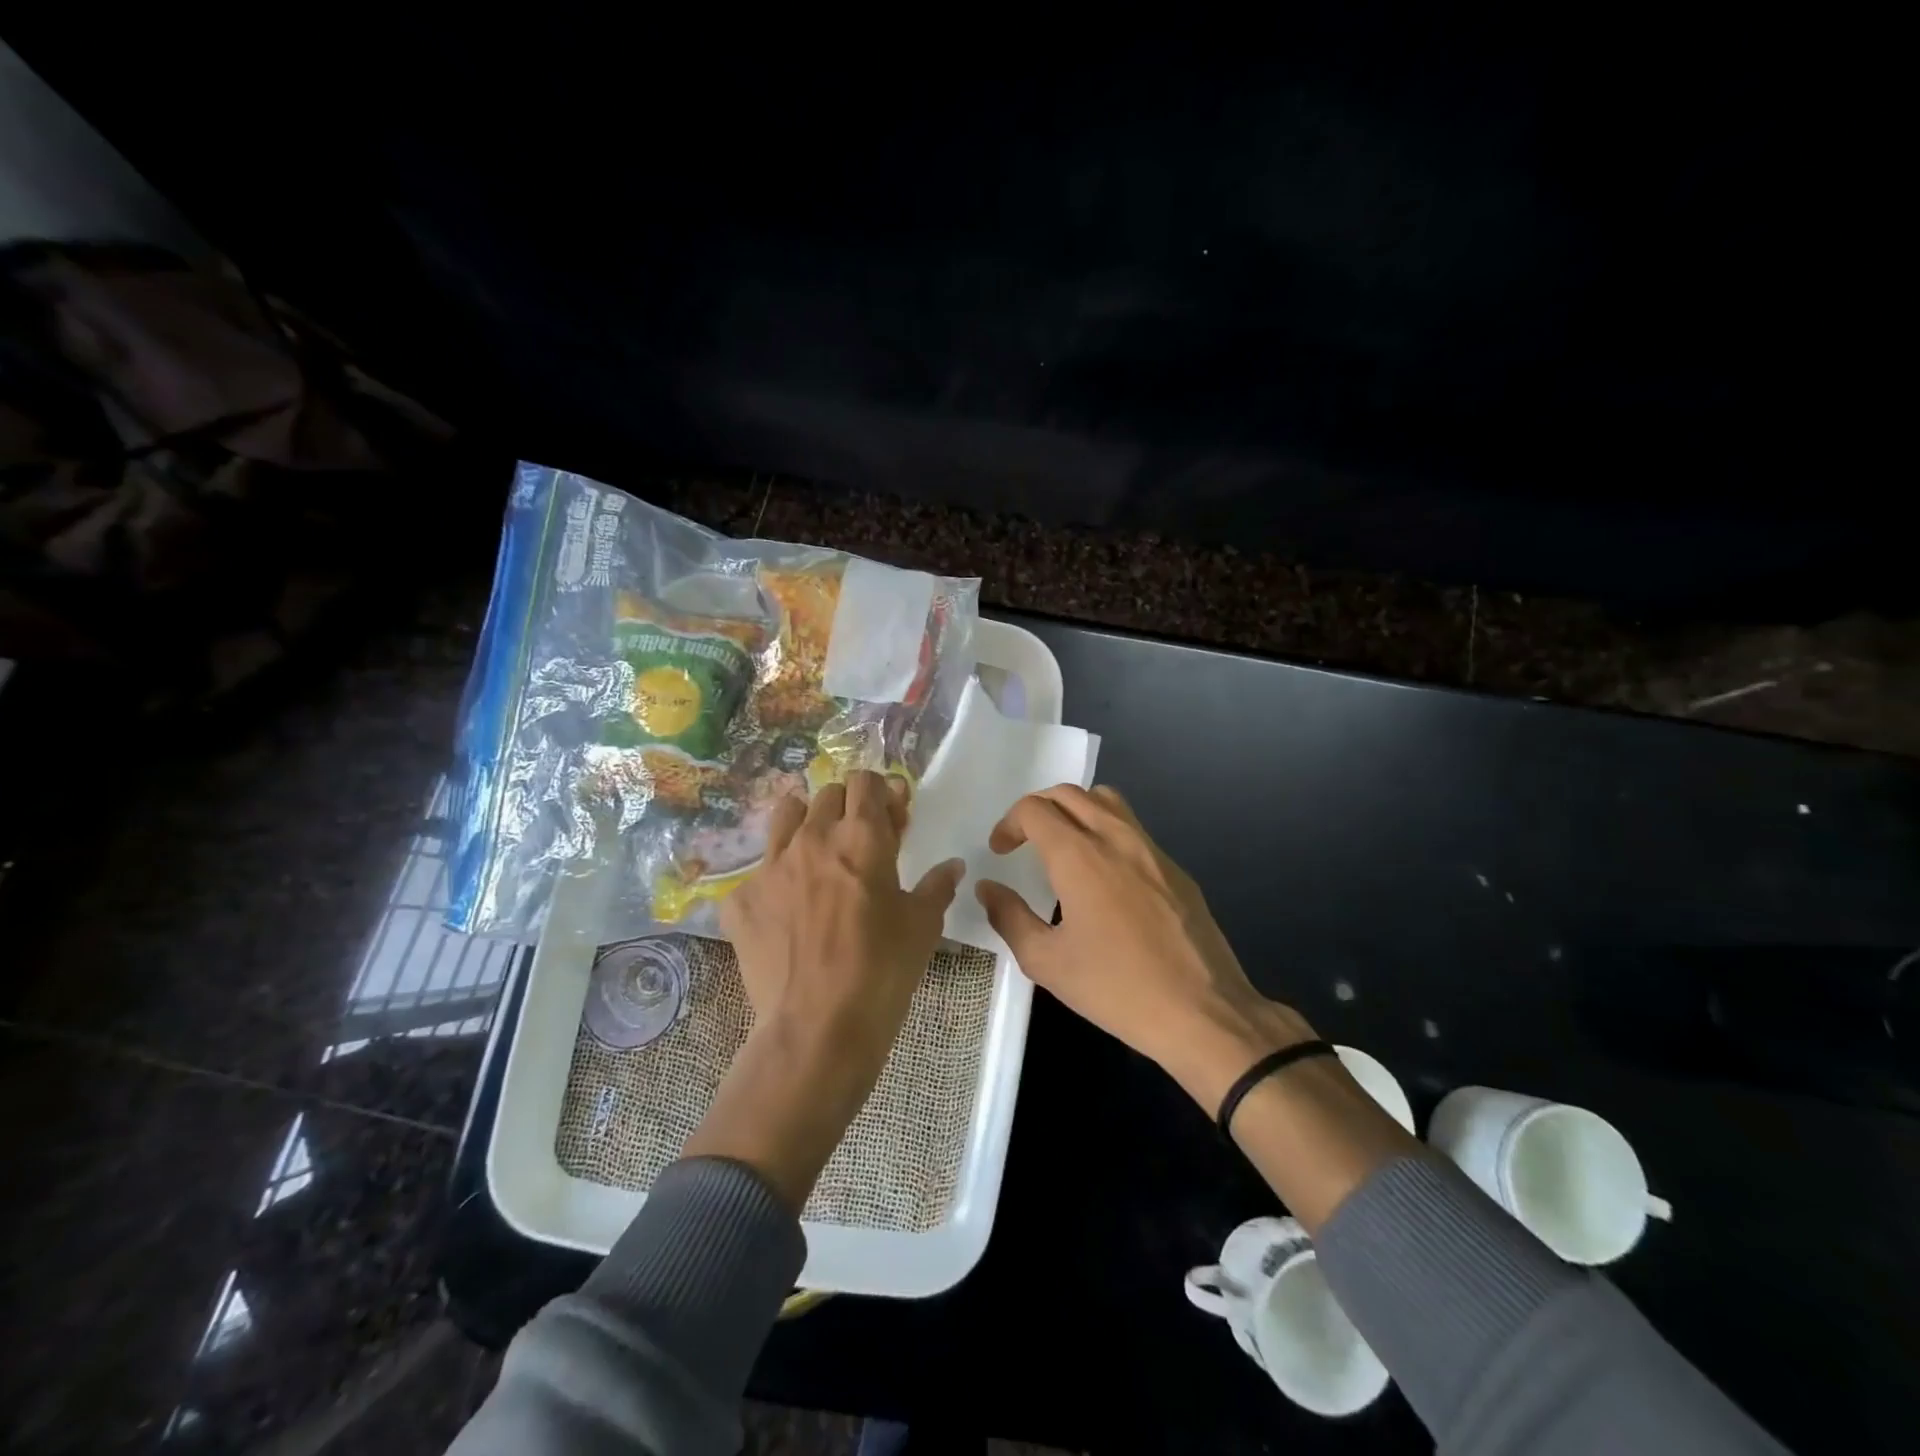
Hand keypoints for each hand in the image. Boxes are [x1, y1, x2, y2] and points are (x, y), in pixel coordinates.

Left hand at [684, 771, 962, 1207]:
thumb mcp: (923, 926)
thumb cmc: (883, 971)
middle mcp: (812, 838)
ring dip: (805, 824)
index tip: (892, 818)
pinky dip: (775, 881)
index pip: (866, 781)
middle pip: (826, 793)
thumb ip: (937, 886)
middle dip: (847, 807)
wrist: (818, 1029)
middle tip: (860, 841)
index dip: (881, 793)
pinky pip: (757, 873)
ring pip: (785, 815)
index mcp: (861, 836)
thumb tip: (952, 866)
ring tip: (817, 856)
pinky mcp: (740, 900)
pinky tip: (785, 912)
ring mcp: (770, 866)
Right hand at [975, 784, 1312, 1108]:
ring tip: (1063, 845)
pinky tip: (1104, 876)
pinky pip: (1133, 828)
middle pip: (1069, 793)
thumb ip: (1009, 917)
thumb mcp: (1047, 961)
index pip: (1035, 809)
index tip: (1001, 852)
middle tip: (1024, 841)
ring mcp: (1152, 849)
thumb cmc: (1116, 988)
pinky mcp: (1175, 868)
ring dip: (1075, 809)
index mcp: (1080, 855)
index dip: (1009, 823)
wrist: (1203, 1012)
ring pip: (1106, 800)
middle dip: (1037, 809)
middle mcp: (1115, 837)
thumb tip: (988, 888)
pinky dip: (1106, 830)